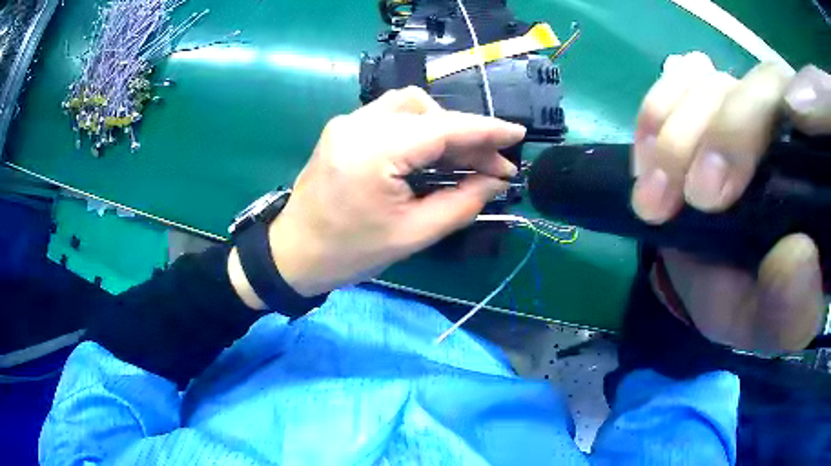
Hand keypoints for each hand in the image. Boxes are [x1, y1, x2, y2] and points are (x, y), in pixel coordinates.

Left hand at [261, 87, 524, 296]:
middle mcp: (358, 124)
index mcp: (374, 151)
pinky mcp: (343, 129)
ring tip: (466, 159)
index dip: (486, 130)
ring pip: (410, 105)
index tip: (518, 135)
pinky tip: (434, 153)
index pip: (443, 128)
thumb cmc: (350, 253)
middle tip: (494, 165)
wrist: (293, 254)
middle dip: (467, 134)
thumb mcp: (413, 235)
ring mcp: (347, 122)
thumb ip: (462, 203)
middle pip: (428, 111)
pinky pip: (391, 116)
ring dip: (444, 127)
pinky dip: (420, 129)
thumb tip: (496, 181)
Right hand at [631, 52, 830, 352]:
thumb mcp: (774, 324)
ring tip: (654, 194)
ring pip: (715, 82)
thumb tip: (798, 254)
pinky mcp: (708, 100)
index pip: (812, 116)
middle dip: (721, 137)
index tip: (726, 189)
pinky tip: (648, 156)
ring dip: (676, 132)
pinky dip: (658, 110)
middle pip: (760, 86)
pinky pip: (681, 79)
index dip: (769, 125)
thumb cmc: (754, 302)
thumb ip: (795, 308)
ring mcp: (746, 103)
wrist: (717, 281)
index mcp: (817, 176)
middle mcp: (789, 124)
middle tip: (691, 199)